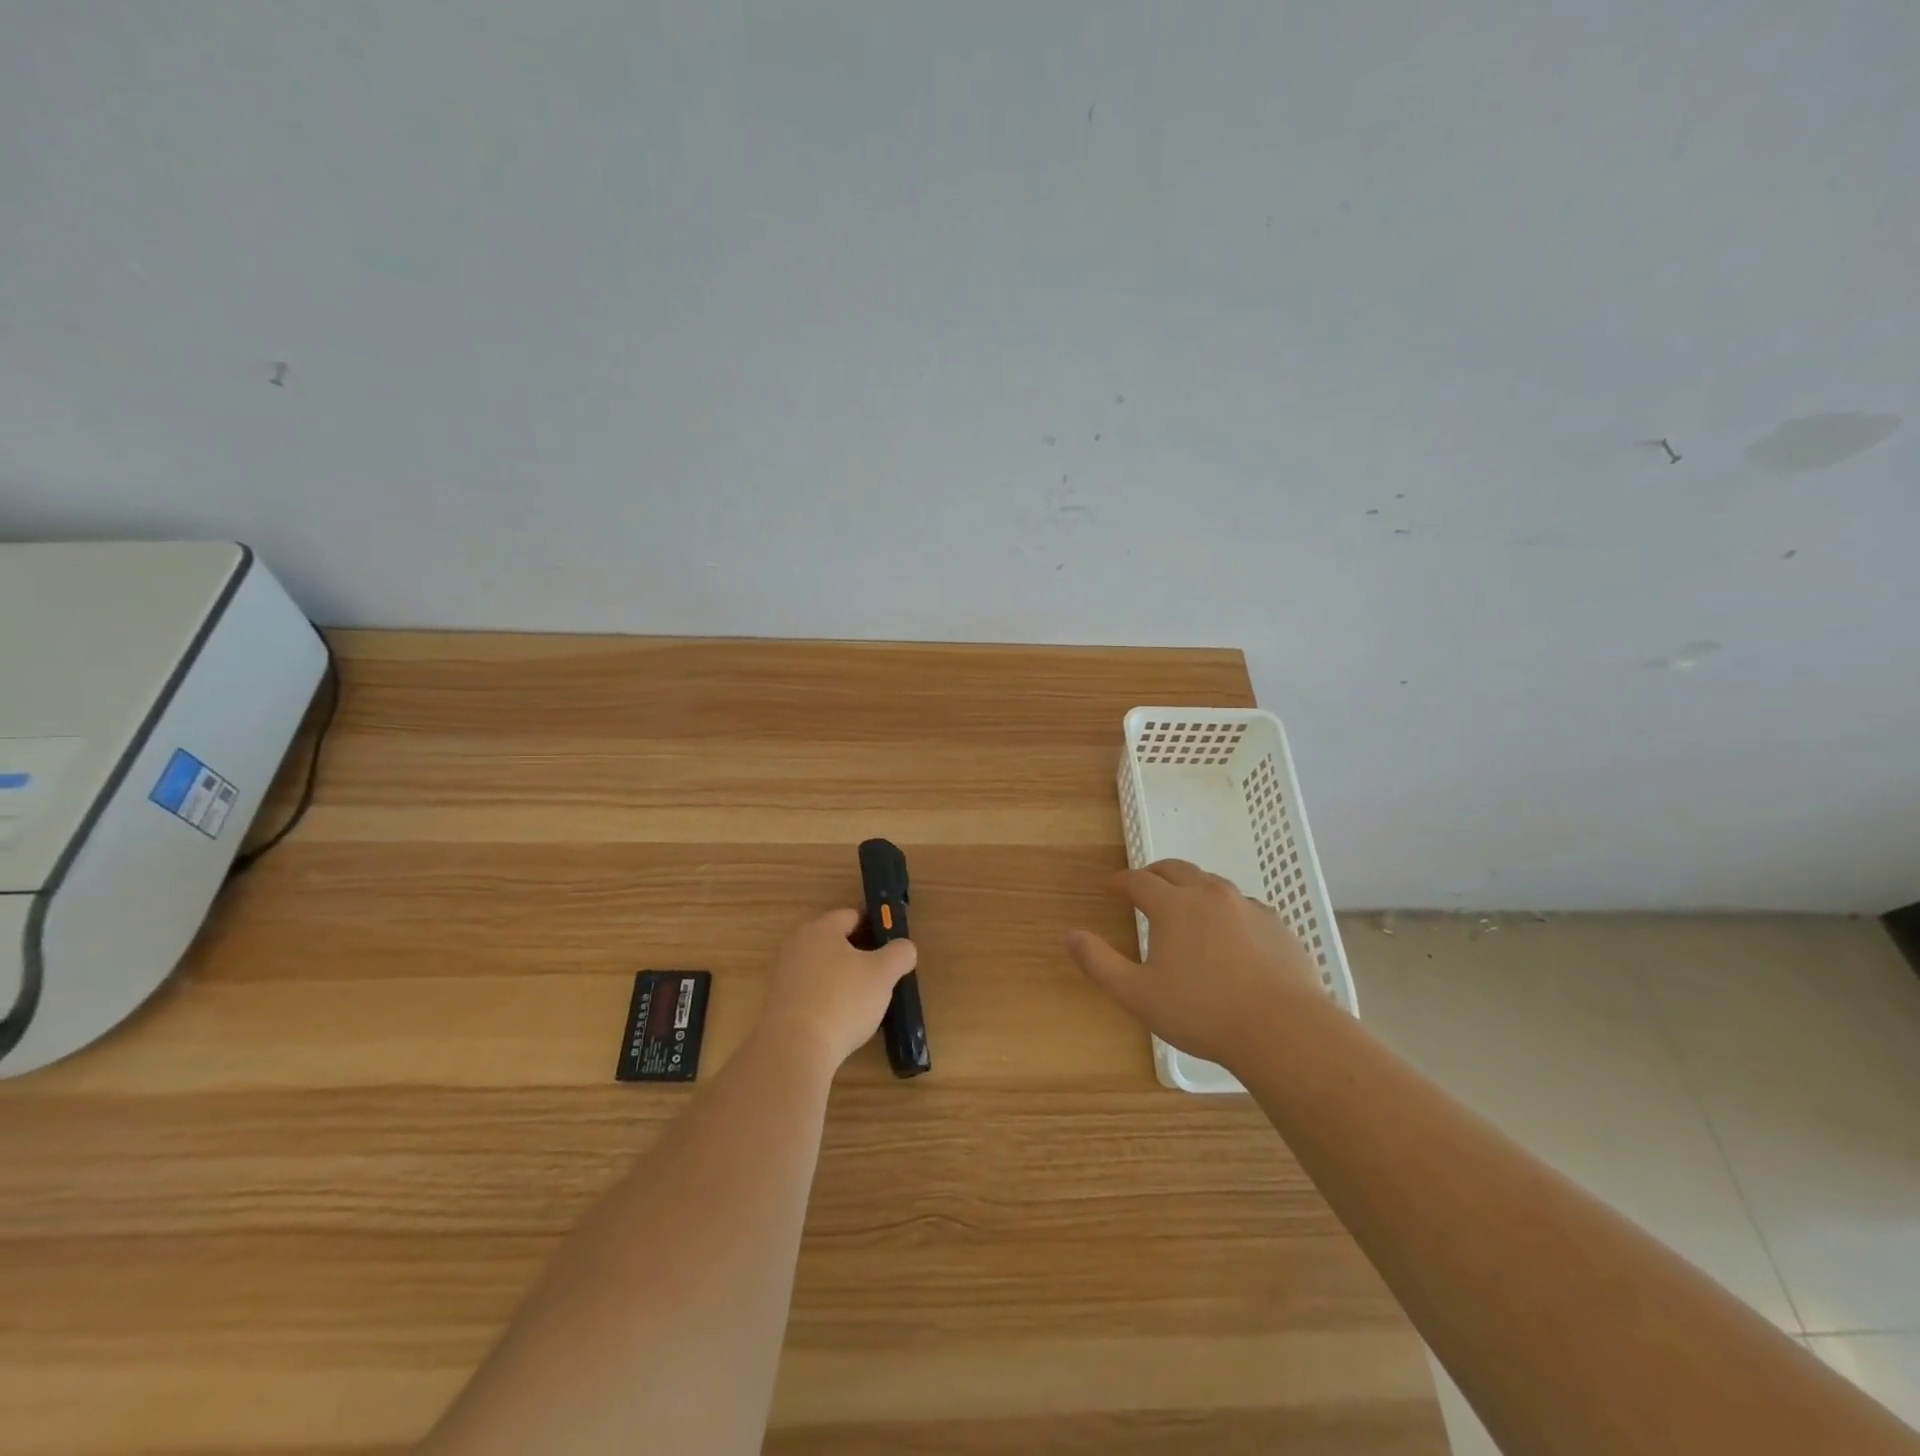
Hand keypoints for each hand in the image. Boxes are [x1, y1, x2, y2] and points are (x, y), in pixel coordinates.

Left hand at [756, 909, 916, 1068]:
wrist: (795, 1049)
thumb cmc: (843, 1000)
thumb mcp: (883, 974)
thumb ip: (899, 953)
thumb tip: (904, 948)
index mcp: (821, 929)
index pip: (852, 916)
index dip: (875, 928)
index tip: (891, 948)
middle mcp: (797, 945)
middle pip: (836, 942)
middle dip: (860, 956)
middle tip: (881, 977)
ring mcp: (785, 975)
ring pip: (823, 968)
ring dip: (843, 980)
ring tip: (864, 1003)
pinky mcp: (779, 1004)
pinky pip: (811, 992)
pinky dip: (827, 1000)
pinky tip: (841, 1020)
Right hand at [1066, 859, 1326, 1068]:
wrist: (1284, 1030)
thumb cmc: (1202, 1013)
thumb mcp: (1137, 995)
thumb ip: (1099, 962)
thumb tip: (1070, 935)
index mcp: (1173, 906)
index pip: (1138, 880)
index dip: (1121, 882)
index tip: (1111, 889)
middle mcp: (1209, 894)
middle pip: (1176, 869)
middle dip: (1154, 874)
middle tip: (1143, 887)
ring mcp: (1247, 906)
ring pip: (1212, 883)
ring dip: (1190, 888)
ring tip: (1184, 908)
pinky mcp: (1276, 924)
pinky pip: (1243, 905)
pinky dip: (1225, 909)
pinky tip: (1228, 934)